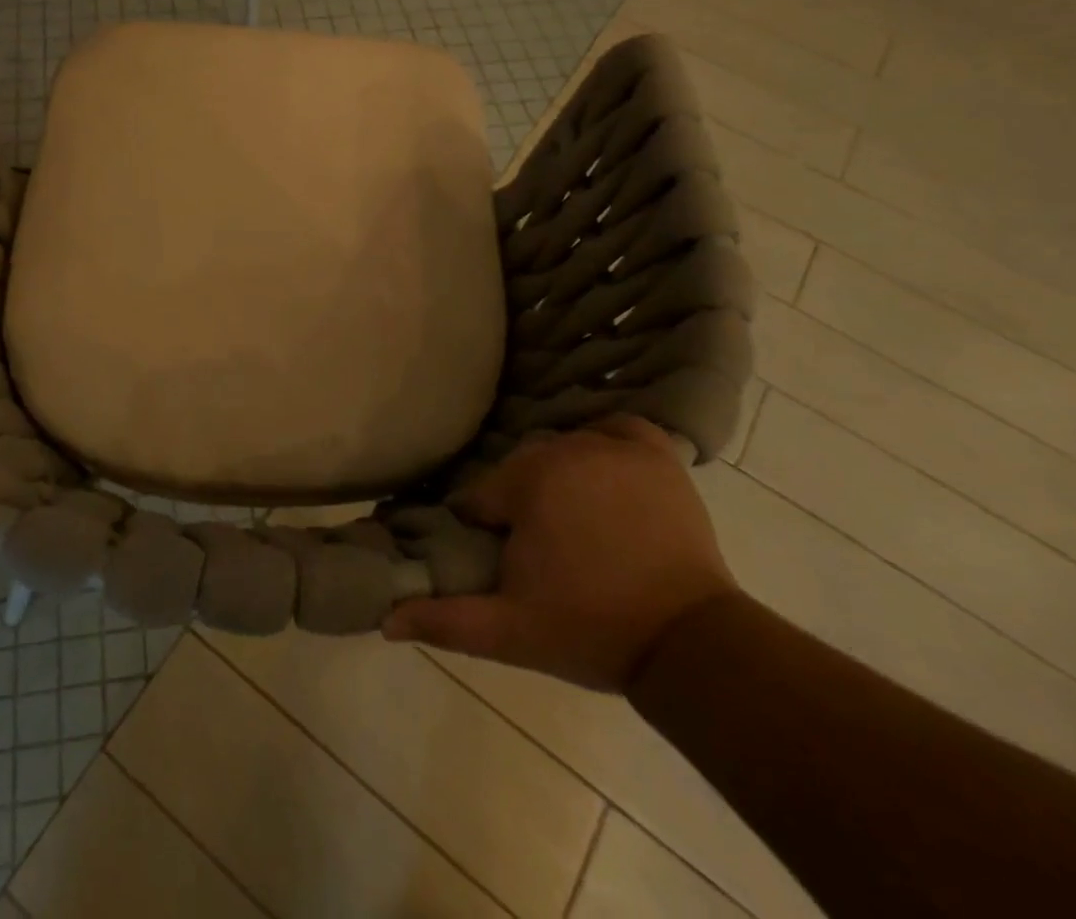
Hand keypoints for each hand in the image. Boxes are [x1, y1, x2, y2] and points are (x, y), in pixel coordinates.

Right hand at [383, 415, 737, 692]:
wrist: (691, 645)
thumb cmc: (591, 630)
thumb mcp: (509, 631)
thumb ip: (444, 619)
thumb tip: (384, 618)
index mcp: (526, 480)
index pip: (482, 496)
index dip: (486, 530)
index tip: (505, 561)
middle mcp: (566, 449)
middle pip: (521, 470)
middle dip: (523, 505)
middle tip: (545, 554)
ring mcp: (614, 448)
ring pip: (563, 450)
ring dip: (560, 480)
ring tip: (578, 527)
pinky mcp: (657, 455)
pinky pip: (617, 430)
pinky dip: (607, 443)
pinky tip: (606, 474)